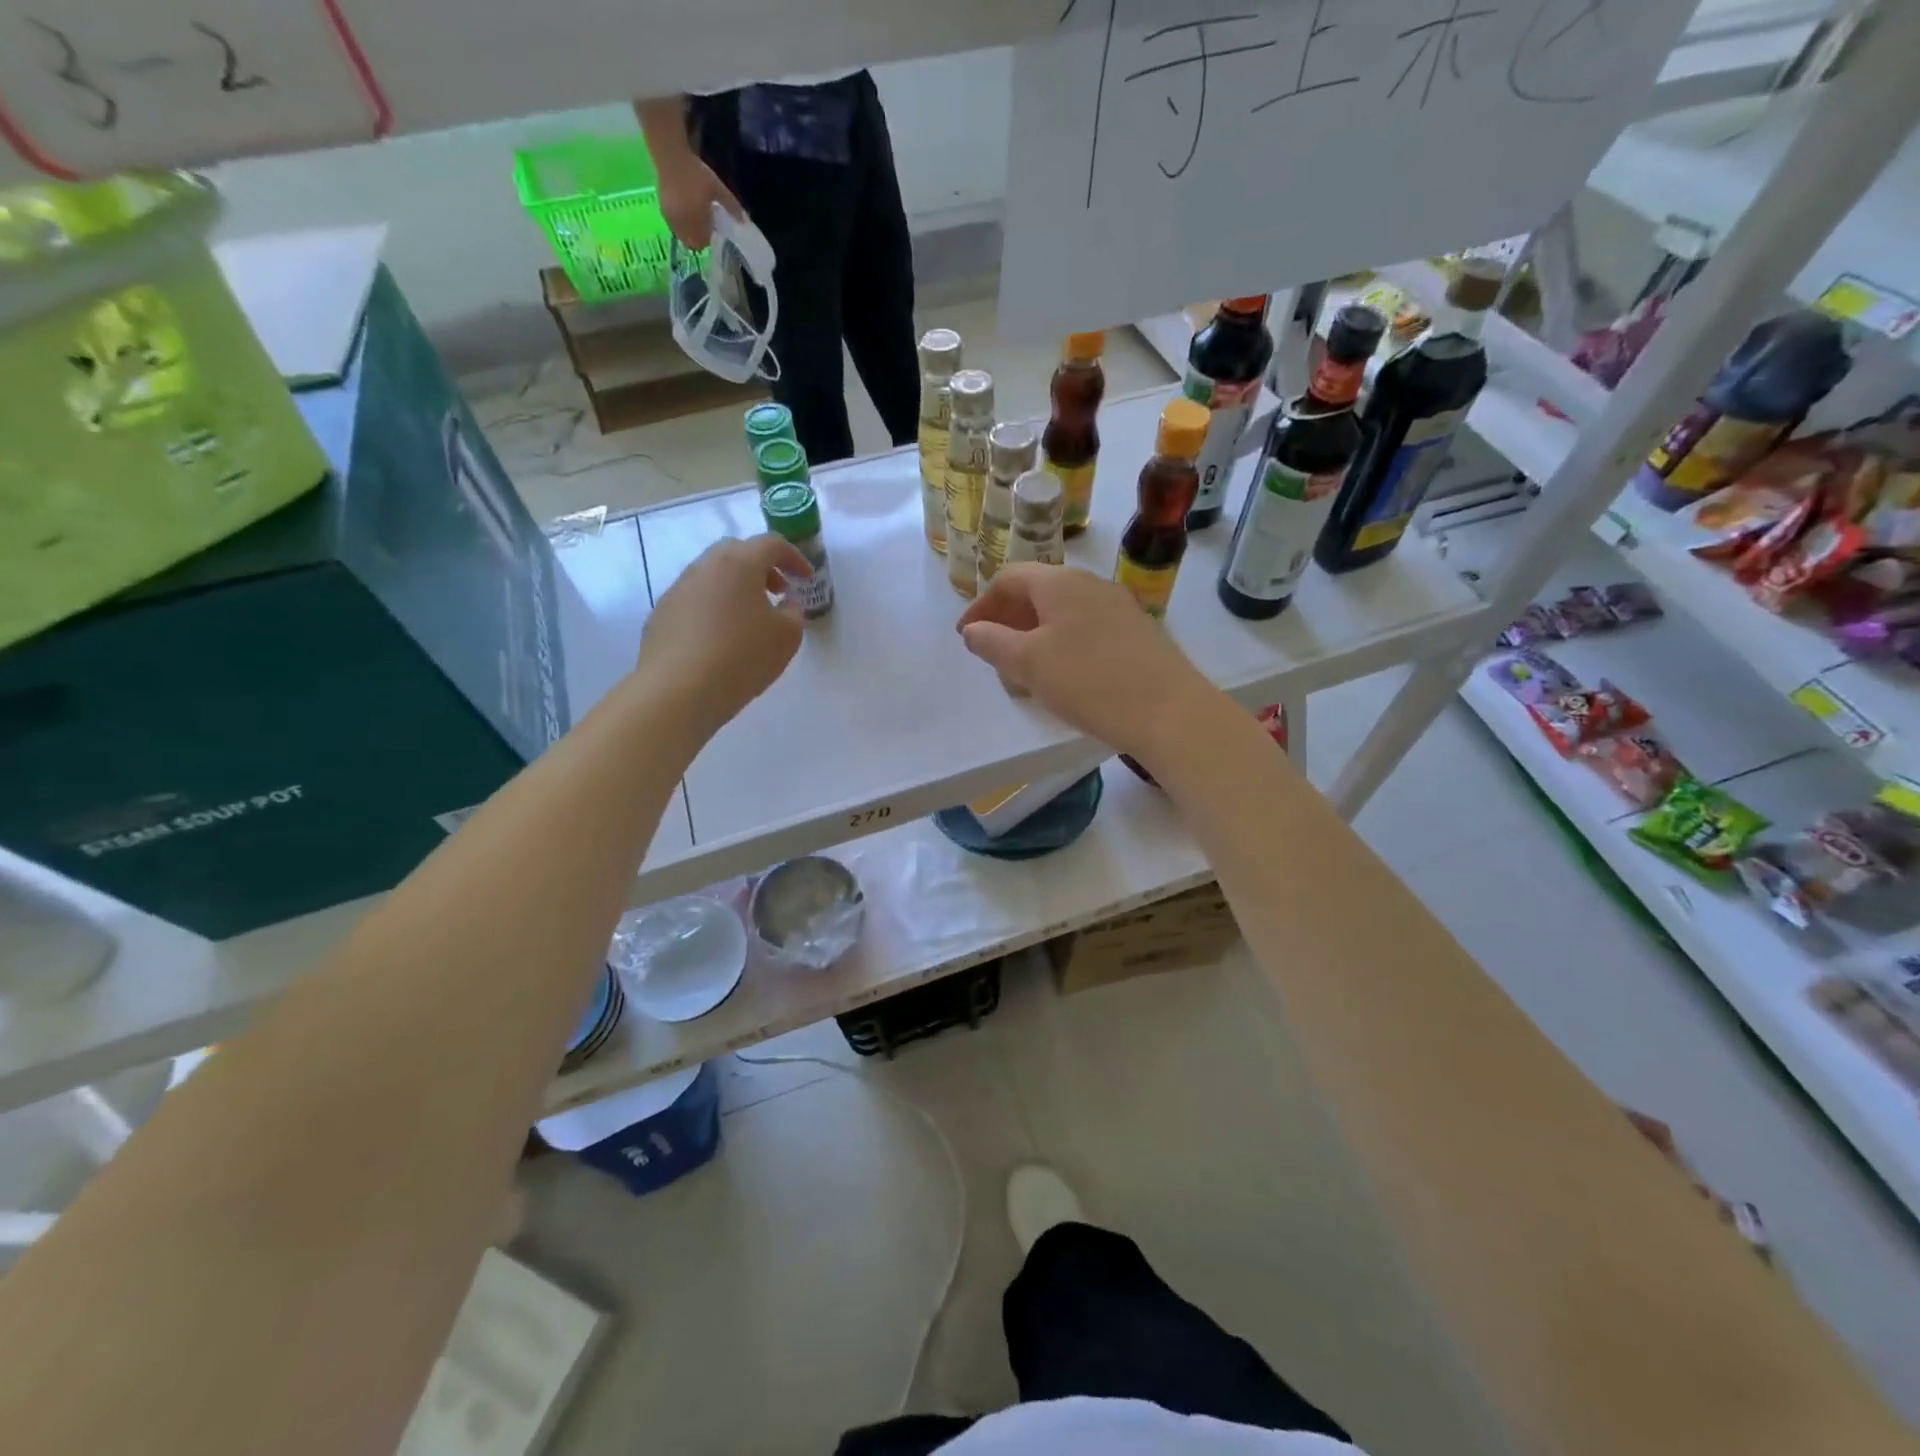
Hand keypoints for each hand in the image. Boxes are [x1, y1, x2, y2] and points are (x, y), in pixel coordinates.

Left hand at [638, 535, 808, 742]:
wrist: (678, 690)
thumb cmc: (742, 657)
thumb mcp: (787, 636)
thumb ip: (793, 611)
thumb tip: (785, 601)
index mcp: (739, 563)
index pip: (772, 544)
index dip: (794, 558)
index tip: (806, 579)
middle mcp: (705, 566)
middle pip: (737, 552)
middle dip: (761, 566)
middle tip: (776, 591)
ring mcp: (678, 588)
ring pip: (712, 575)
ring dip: (735, 586)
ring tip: (749, 617)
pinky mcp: (661, 613)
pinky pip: (695, 599)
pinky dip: (713, 606)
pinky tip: (720, 637)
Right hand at [655, 153, 743, 249]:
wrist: (671, 155)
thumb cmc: (696, 173)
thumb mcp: (718, 188)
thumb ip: (732, 206)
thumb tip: (744, 221)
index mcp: (696, 220)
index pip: (703, 242)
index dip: (709, 237)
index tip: (713, 228)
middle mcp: (682, 223)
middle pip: (692, 243)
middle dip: (698, 239)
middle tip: (704, 226)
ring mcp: (671, 218)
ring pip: (682, 236)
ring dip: (689, 233)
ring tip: (694, 219)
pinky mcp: (663, 210)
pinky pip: (673, 226)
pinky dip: (680, 225)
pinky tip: (684, 212)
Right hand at [956, 564, 1226, 762]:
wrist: (1168, 710)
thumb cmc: (1088, 680)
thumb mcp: (1028, 663)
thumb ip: (993, 642)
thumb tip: (972, 630)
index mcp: (1060, 582)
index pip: (1009, 579)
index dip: (981, 606)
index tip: (966, 636)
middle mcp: (1090, 584)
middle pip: (1037, 593)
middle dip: (1008, 621)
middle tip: (992, 655)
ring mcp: (1118, 606)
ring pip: (1063, 613)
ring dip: (1035, 636)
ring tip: (1023, 671)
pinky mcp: (1137, 633)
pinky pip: (1086, 629)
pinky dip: (1062, 645)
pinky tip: (1063, 676)